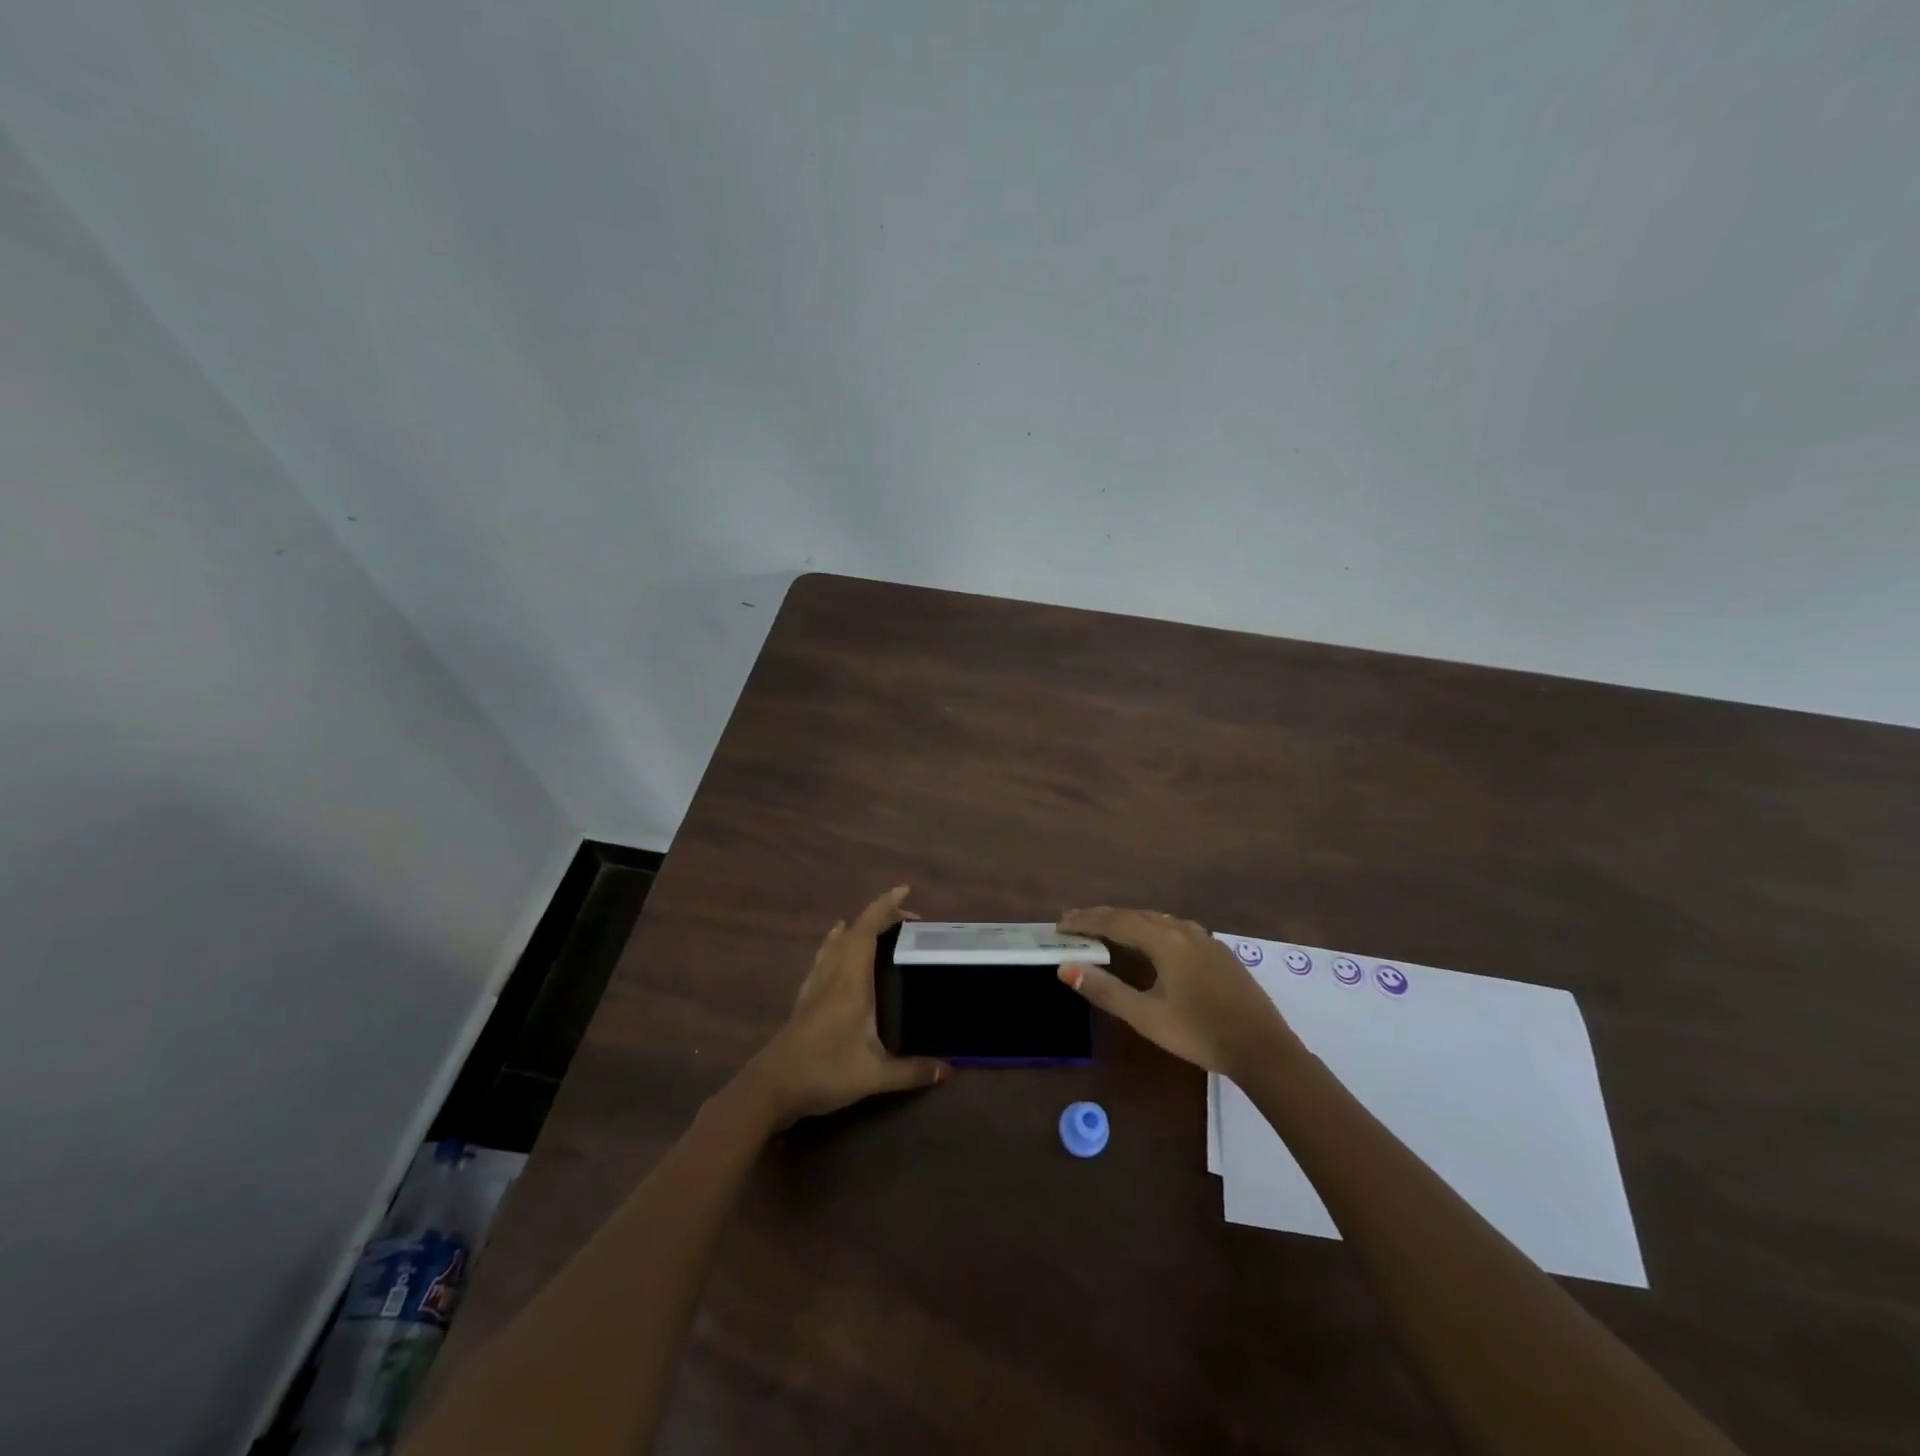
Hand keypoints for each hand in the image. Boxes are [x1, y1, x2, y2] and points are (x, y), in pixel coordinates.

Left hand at [741, 886, 949, 1126]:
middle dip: (880, 916)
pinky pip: (824, 956)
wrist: (770, 1088)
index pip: (867, 931)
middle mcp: (833, 975)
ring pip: (837, 941)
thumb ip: (912, 1071)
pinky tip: (836, 942)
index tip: (904, 891)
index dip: (885, 907)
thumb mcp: (874, 1077)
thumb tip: (949, 1070)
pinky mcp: (805, 997)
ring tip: (880, 925)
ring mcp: (816, 984)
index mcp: (852, 983)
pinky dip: (837, 941)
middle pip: (855, 931)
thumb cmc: (824, 1073)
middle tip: (908, 919)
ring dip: (859, 927)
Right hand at [1055, 907, 1298, 1077]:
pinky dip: (1148, 927)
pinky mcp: (1217, 951)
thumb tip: (1065, 968)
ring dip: (1126, 920)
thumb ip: (1106, 990)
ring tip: (1103, 926)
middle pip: (1134, 915)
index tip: (1059, 924)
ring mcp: (1204, 938)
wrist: (1264, 1049)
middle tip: (1073, 920)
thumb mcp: (1147, 1017)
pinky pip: (1172, 927)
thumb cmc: (1200, 1033)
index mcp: (1164, 941)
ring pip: (1156, 919)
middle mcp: (1183, 930)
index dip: (1085, 922)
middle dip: (1101, 916)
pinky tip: (1148, 940)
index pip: (1115, 921)